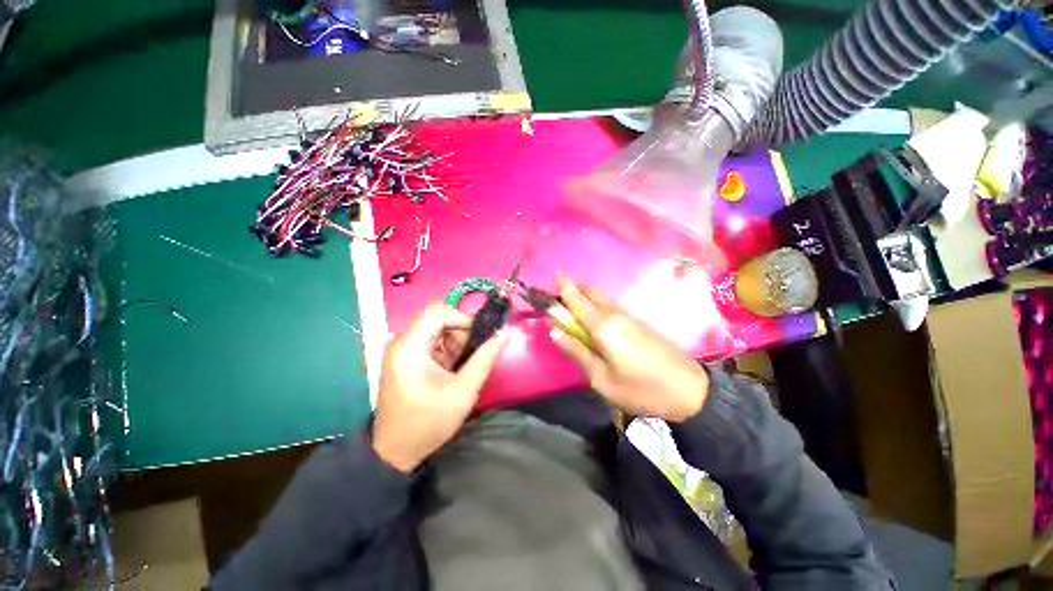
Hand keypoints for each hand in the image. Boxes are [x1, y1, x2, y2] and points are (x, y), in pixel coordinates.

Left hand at [372, 303, 506, 472]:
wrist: (395, 453)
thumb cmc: (427, 422)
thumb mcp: (463, 392)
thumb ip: (484, 360)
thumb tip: (504, 334)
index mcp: (410, 347)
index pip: (437, 312)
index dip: (462, 318)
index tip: (480, 335)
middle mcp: (402, 343)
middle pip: (437, 320)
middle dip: (461, 333)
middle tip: (476, 354)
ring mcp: (402, 352)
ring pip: (436, 332)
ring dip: (456, 343)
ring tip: (466, 367)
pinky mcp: (405, 361)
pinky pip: (431, 344)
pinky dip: (447, 352)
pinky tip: (454, 371)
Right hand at [549, 277, 708, 422]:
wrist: (689, 390)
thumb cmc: (640, 389)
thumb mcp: (601, 378)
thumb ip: (577, 351)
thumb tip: (554, 331)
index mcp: (602, 326)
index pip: (576, 301)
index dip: (563, 288)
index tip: (553, 276)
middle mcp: (615, 314)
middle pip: (591, 292)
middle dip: (574, 286)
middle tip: (559, 288)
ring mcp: (629, 317)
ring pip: (602, 297)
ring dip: (585, 293)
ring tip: (572, 297)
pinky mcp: (638, 322)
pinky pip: (611, 305)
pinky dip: (597, 302)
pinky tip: (593, 312)